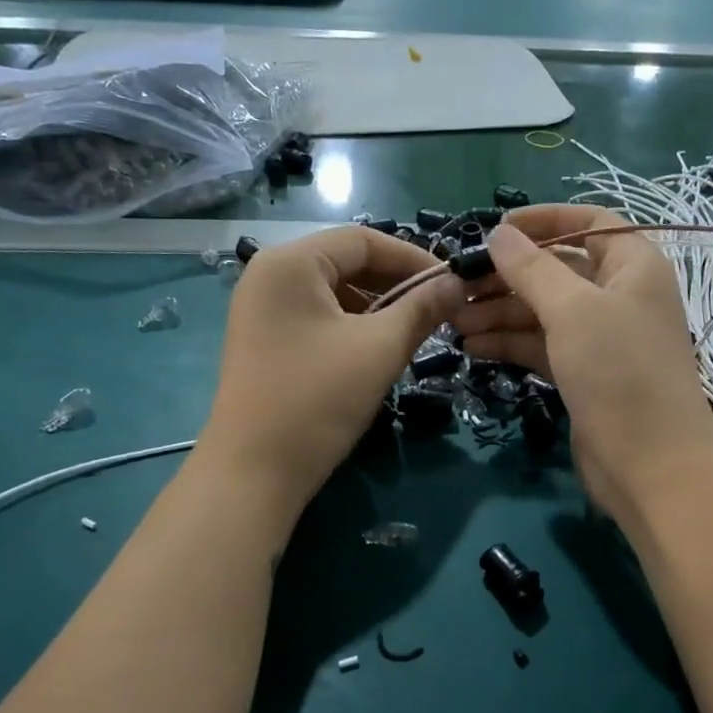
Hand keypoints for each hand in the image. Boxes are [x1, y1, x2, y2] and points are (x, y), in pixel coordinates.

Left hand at [198, 227, 457, 517]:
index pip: (362, 239)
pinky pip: (318, 317)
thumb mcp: (379, 349)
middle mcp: (269, 275)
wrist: (255, 472)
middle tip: (438, 310)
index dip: (413, 258)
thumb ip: (422, 308)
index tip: (452, 284)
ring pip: (334, 293)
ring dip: (378, 307)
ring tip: (414, 332)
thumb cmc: (318, 400)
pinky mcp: (265, 340)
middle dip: (396, 284)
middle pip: (346, 262)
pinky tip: (378, 350)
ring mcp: (263, 309)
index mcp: (290, 262)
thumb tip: (457, 282)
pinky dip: (353, 326)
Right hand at [450, 207, 712, 523]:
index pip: (590, 223)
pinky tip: (473, 346)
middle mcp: (619, 296)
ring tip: (453, 320)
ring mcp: (602, 339)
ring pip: (544, 312)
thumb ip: (532, 269)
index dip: (545, 220)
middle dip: (508, 276)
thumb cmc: (619, 372)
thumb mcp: (573, 310)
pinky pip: (542, 346)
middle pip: (558, 270)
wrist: (650, 465)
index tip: (497, 229)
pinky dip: (510, 342)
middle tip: (457, 285)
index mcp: (633, 266)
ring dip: (500, 312)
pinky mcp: (584, 375)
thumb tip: (500, 233)